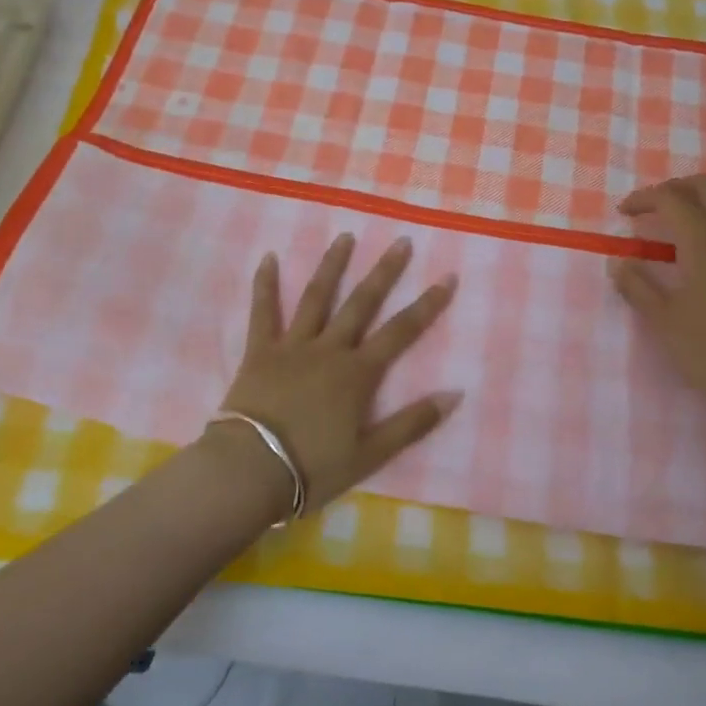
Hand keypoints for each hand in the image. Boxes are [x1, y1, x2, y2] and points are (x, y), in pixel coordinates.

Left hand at [216, 233, 459, 513]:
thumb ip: (412, 423)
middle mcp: (329, 349)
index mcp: (358, 374)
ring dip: (332, 265)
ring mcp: (293, 346)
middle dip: (384, 271)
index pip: (401, 332)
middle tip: (400, 241)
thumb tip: (454, 393)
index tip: (447, 277)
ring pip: (316, 297)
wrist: (250, 469)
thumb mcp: (370, 454)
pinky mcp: (260, 352)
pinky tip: (268, 257)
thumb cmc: (313, 467)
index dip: (427, 304)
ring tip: (345, 236)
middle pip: (362, 303)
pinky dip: (265, 284)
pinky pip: (263, 312)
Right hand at [608, 175, 705, 431]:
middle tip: (652, 208)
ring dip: (704, 200)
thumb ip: (636, 285)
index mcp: (704, 240)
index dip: (643, 199)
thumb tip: (618, 261)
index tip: (624, 213)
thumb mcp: (663, 319)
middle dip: (676, 188)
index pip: (671, 198)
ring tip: (681, 222)